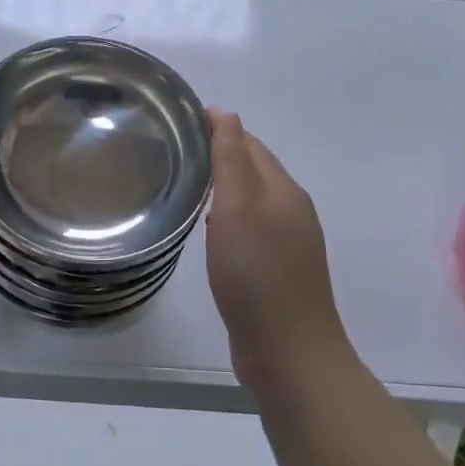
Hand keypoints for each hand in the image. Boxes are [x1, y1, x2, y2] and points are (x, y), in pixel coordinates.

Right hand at [205, 110, 351, 390]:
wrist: (288, 351)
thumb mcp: (238, 208)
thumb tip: (225, 113)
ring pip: (251, 200)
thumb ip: (231, 159)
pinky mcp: (277, 269)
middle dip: (219, 154)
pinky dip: (227, 218)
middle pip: (253, 168)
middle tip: (173, 151)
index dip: (216, 129)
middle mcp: (291, 209)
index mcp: (283, 189)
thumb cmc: (257, 273)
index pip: (248, 143)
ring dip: (223, 187)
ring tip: (185, 185)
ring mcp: (288, 242)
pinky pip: (250, 228)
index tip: (177, 124)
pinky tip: (208, 230)